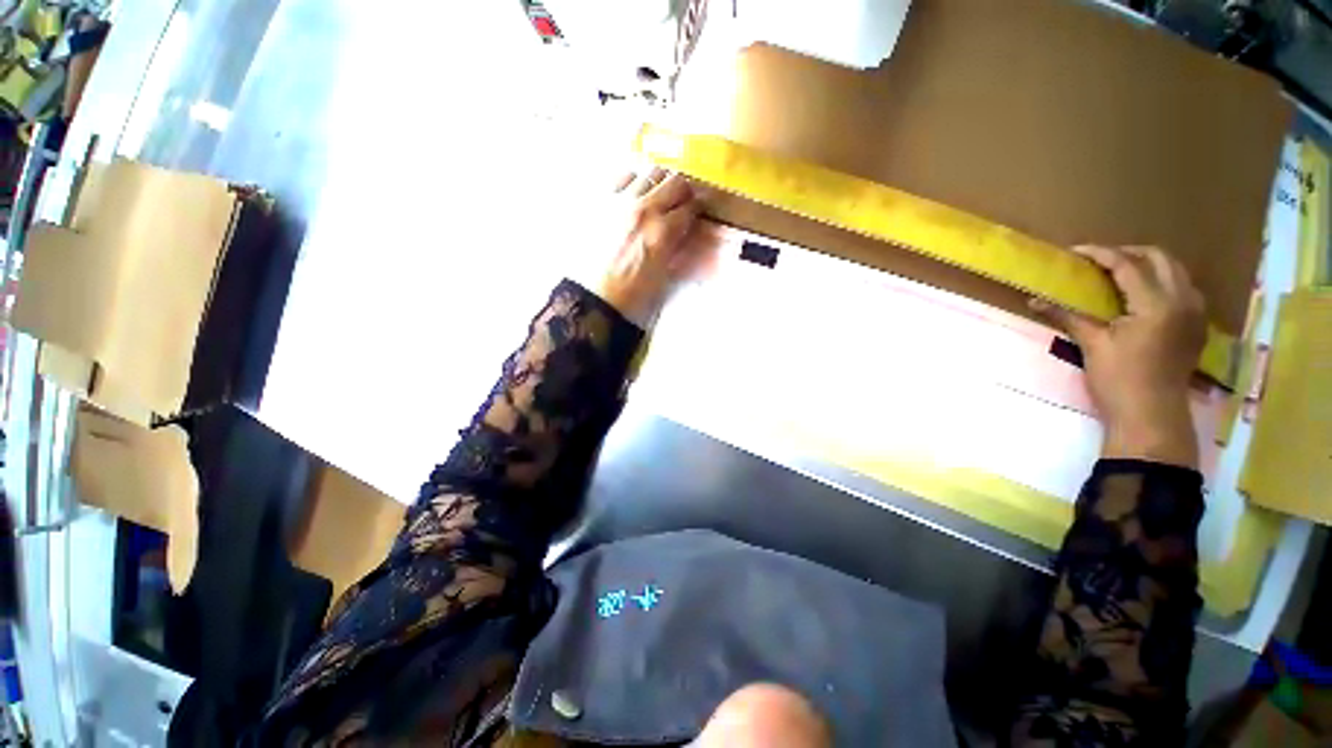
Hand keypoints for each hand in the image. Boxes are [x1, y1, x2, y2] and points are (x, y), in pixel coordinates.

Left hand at [595, 167, 718, 327]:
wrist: (594, 296)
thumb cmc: (631, 293)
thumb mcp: (663, 274)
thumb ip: (674, 246)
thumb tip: (681, 229)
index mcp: (662, 232)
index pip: (690, 208)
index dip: (696, 209)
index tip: (696, 212)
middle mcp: (645, 209)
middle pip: (676, 182)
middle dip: (683, 192)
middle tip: (680, 202)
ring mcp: (621, 200)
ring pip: (651, 172)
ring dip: (660, 183)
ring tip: (657, 195)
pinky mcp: (601, 199)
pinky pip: (623, 175)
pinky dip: (634, 180)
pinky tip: (633, 193)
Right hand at [1032, 245, 1206, 468]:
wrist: (1152, 415)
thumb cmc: (1118, 380)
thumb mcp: (1091, 345)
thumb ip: (1068, 316)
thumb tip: (1034, 300)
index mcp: (1156, 304)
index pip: (1128, 265)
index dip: (1100, 254)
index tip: (1076, 251)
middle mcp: (1183, 300)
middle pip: (1160, 258)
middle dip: (1129, 253)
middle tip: (1100, 260)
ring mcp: (1195, 312)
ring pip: (1176, 271)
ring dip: (1149, 265)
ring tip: (1121, 274)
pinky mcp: (1196, 325)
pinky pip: (1184, 288)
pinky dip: (1163, 282)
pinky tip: (1143, 295)